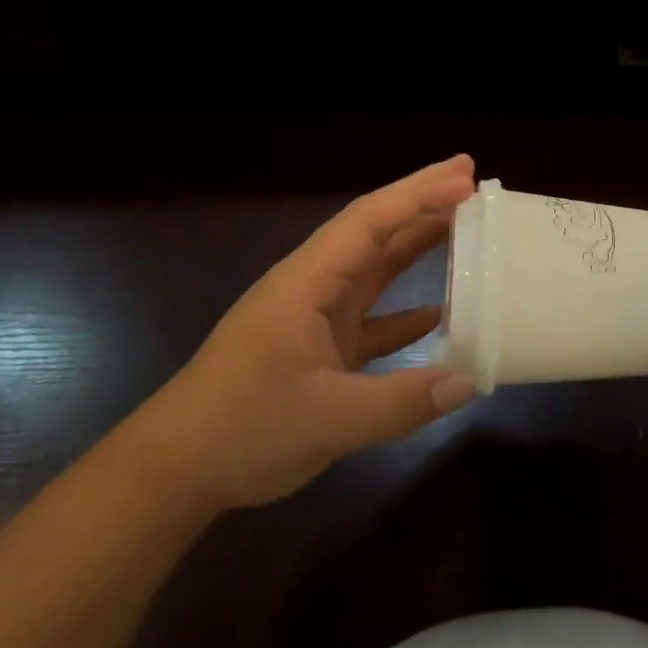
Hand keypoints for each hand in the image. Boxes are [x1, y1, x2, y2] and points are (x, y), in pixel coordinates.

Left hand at [144, 157, 479, 511]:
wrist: (175, 470)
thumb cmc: (243, 429)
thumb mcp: (330, 419)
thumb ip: (403, 401)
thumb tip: (468, 382)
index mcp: (307, 284)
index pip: (369, 222)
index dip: (418, 196)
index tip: (465, 177)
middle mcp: (311, 288)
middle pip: (373, 233)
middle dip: (421, 204)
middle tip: (472, 181)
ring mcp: (312, 318)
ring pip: (372, 271)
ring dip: (414, 249)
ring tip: (463, 229)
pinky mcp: (315, 348)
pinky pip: (369, 318)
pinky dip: (402, 312)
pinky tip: (439, 313)